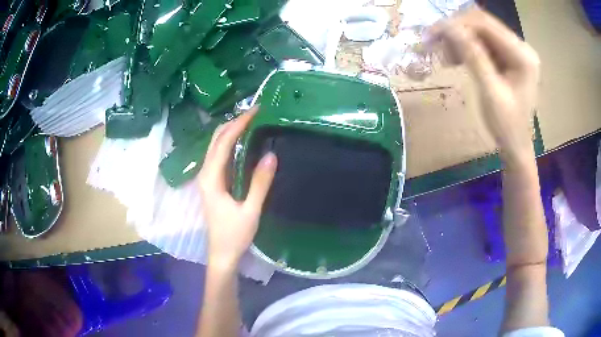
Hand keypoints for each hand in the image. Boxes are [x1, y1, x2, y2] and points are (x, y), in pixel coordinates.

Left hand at [198, 106, 277, 269]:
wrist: (222, 253)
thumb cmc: (234, 235)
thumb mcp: (251, 211)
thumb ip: (260, 183)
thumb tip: (272, 155)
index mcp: (211, 178)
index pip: (223, 143)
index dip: (238, 124)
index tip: (255, 111)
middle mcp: (205, 173)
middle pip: (215, 140)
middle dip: (233, 122)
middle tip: (255, 112)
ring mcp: (207, 177)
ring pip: (216, 146)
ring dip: (231, 131)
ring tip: (251, 120)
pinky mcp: (213, 182)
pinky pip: (219, 155)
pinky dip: (230, 143)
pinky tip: (243, 140)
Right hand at [425, 8, 540, 162]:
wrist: (516, 145)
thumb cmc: (507, 126)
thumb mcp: (490, 92)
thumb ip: (472, 56)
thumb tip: (448, 27)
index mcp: (522, 55)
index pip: (485, 24)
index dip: (457, 24)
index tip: (433, 34)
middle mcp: (521, 47)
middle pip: (482, 24)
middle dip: (457, 31)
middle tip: (436, 44)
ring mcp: (515, 51)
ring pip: (480, 32)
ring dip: (460, 40)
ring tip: (447, 57)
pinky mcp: (508, 57)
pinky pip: (483, 43)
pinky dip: (467, 48)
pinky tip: (457, 59)